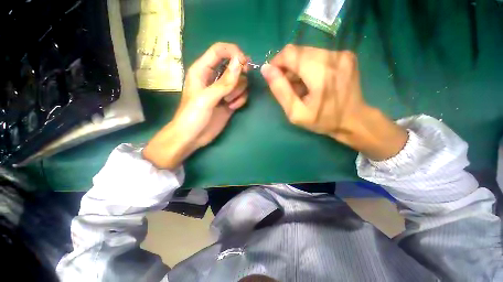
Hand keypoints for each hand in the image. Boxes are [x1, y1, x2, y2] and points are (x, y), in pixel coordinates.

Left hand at [143, 43, 248, 168]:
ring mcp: (223, 91)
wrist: (192, 137)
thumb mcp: (207, 98)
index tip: (244, 64)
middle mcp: (214, 78)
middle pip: (234, 67)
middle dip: (238, 78)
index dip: (234, 52)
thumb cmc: (192, 116)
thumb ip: (224, 82)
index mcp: (203, 70)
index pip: (220, 50)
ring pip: (240, 82)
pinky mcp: (229, 102)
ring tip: (228, 103)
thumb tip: (240, 63)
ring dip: (238, 92)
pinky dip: (240, 100)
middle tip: (232, 91)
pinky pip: (242, 94)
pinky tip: (232, 108)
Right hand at [261, 45, 406, 159]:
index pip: (289, 54)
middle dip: (287, 67)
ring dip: (298, 67)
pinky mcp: (346, 55)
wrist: (354, 120)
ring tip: (302, 86)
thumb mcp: (295, 113)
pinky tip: (313, 81)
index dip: (277, 63)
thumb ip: (280, 90)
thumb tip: (266, 69)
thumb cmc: (322, 120)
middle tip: (289, 86)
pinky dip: (309, 66)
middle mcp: (333, 57)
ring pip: (307, 52)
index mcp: (320, 73)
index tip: (275, 78)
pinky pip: (318, 54)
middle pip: (298, 51)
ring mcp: (342, 54)